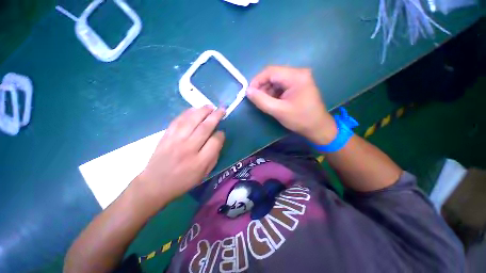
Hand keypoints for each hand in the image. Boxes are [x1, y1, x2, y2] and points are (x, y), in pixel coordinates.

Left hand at [136, 106, 224, 207]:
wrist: (155, 184)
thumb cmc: (183, 181)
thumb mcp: (204, 174)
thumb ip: (214, 156)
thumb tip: (218, 138)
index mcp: (200, 162)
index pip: (215, 141)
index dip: (221, 134)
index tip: (222, 132)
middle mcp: (189, 149)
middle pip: (205, 127)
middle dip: (216, 116)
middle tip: (221, 109)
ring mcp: (176, 141)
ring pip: (192, 121)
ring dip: (203, 111)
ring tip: (210, 106)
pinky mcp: (166, 136)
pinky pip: (178, 120)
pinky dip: (187, 113)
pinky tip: (194, 109)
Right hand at [246, 66, 336, 144]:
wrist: (317, 127)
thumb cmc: (300, 119)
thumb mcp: (278, 111)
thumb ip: (261, 100)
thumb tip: (247, 91)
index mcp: (296, 76)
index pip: (270, 71)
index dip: (257, 80)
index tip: (249, 92)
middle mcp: (298, 73)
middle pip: (273, 75)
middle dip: (262, 86)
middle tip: (256, 99)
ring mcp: (299, 78)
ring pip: (276, 80)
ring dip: (267, 90)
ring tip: (264, 102)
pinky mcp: (298, 85)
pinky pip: (281, 85)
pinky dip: (273, 93)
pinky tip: (272, 101)